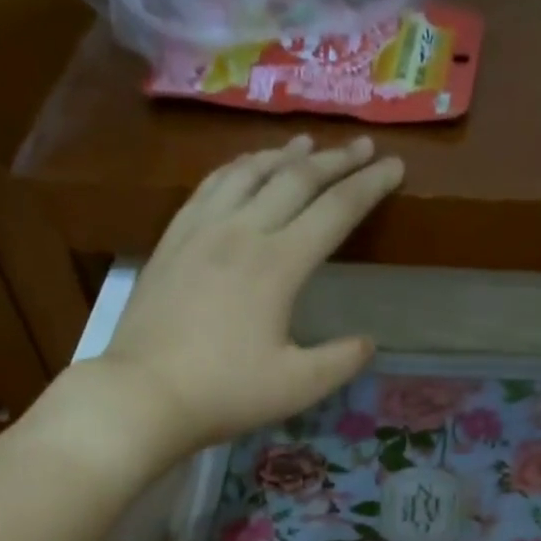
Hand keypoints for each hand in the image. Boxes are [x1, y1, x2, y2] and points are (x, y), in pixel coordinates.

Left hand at [94, 134, 404, 461]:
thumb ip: (339, 362)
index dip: (369, 187)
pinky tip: (241, 169)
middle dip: (334, 160)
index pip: (334, 211)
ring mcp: (200, 230)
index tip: (395, 167)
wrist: (145, 394)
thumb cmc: (225, 394)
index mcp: (278, 264)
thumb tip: (367, 342)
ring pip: (248, 172)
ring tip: (305, 146)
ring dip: (283, 155)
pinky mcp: (171, 241)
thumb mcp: (296, 387)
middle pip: (295, 180)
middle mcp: (241, 231)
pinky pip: (209, 186)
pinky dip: (236, 168)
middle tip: (361, 146)